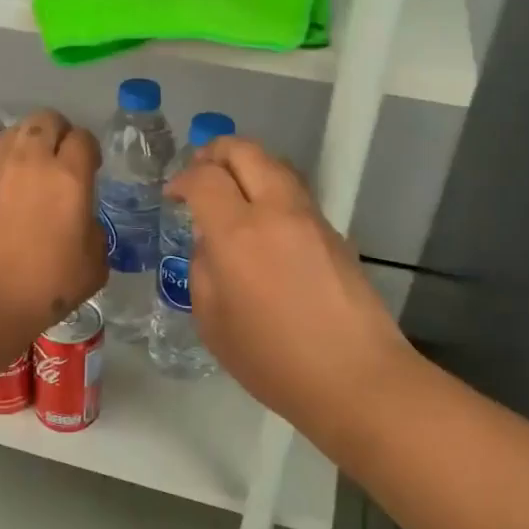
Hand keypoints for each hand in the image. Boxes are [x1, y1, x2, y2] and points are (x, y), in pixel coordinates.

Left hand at [0, 109, 106, 341]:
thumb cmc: (43, 290)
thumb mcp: (93, 268)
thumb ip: (93, 234)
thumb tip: (81, 223)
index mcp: (68, 178)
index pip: (83, 138)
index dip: (89, 150)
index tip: (89, 168)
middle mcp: (29, 162)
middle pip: (45, 120)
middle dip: (57, 133)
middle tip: (58, 162)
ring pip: (11, 135)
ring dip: (25, 147)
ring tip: (26, 177)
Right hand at [167, 136, 415, 432]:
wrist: (355, 377)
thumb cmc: (273, 360)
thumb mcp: (213, 322)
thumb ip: (203, 270)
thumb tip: (211, 242)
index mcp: (239, 234)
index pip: (206, 179)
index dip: (183, 179)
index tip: (173, 194)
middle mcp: (277, 212)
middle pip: (247, 152)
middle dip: (217, 151)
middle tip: (200, 169)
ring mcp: (311, 219)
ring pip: (277, 166)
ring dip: (248, 165)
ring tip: (231, 187)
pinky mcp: (335, 233)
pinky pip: (295, 194)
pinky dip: (272, 189)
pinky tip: (263, 220)